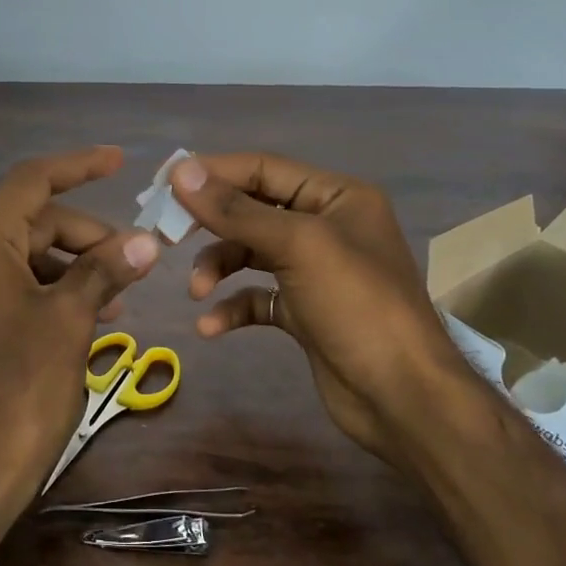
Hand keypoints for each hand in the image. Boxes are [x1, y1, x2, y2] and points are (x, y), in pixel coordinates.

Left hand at [0, 146, 159, 531]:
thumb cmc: (20, 392)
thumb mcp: (69, 322)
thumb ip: (105, 269)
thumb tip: (147, 240)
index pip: (31, 182)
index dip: (78, 166)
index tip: (120, 161)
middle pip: (28, 222)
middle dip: (83, 235)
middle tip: (133, 262)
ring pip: (19, 256)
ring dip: (69, 266)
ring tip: (116, 296)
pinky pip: (3, 286)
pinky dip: (44, 290)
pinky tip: (81, 315)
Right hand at [170, 153, 468, 465]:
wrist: (402, 397)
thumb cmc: (356, 305)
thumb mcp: (298, 245)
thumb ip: (237, 210)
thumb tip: (182, 172)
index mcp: (337, 196)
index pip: (264, 168)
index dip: (213, 173)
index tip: (163, 183)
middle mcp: (326, 226)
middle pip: (253, 210)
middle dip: (211, 224)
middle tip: (167, 234)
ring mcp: (315, 271)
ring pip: (251, 254)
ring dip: (219, 267)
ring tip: (198, 290)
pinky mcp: (304, 311)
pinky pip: (257, 297)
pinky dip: (233, 306)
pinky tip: (211, 326)